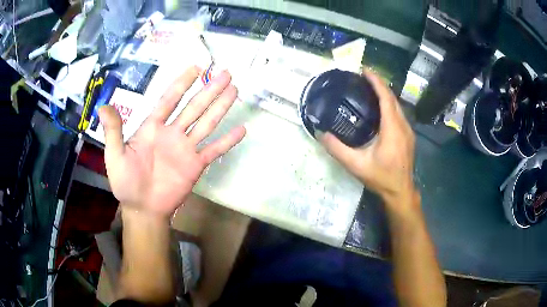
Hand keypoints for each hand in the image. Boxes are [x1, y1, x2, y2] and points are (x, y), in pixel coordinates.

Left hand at [99, 67, 245, 217]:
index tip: (195, 68)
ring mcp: (186, 149)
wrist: (142, 208)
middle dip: (209, 90)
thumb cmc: (126, 182)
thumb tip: (103, 106)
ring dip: (221, 107)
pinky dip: (227, 141)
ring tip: (234, 90)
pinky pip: (214, 150)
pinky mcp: (196, 165)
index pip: (169, 99)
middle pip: (194, 107)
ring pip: (207, 123)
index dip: (181, 83)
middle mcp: (172, 133)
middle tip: (225, 73)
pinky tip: (242, 129)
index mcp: (153, 127)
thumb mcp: (114, 156)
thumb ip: (113, 131)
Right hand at [321, 69, 415, 206]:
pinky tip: (380, 107)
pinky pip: (399, 113)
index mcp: (392, 129)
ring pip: (397, 106)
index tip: (365, 70)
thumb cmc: (381, 178)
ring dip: (385, 94)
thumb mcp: (356, 165)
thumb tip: (321, 133)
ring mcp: (408, 130)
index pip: (386, 98)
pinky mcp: (408, 136)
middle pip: (393, 98)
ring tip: (370, 88)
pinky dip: (389, 104)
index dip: (376, 82)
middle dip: (379, 84)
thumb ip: (337, 149)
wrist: (400, 192)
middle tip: (363, 77)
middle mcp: (403, 126)